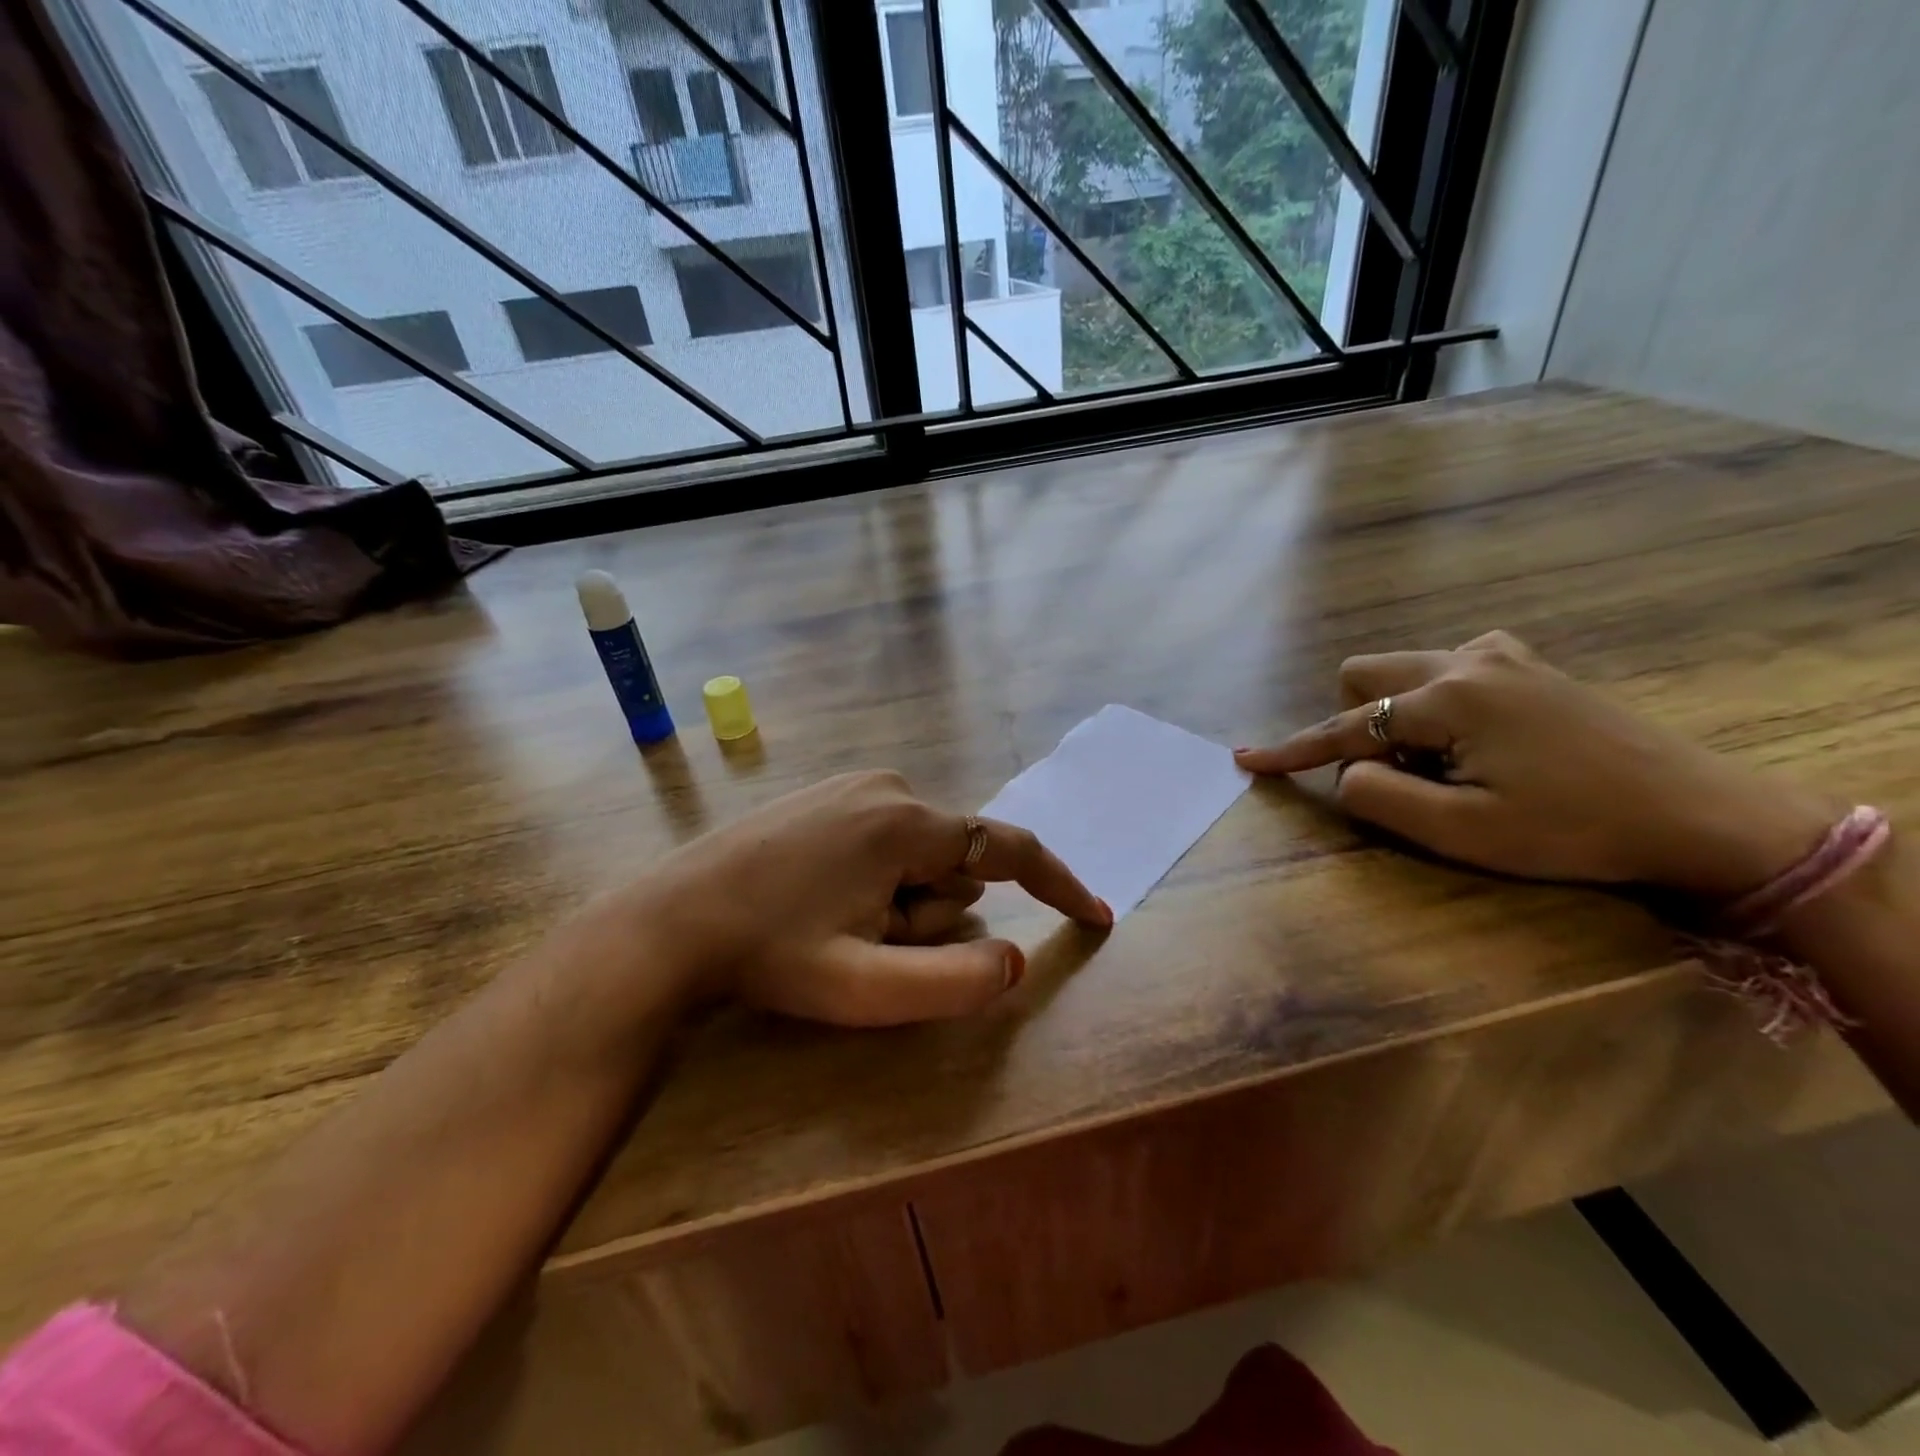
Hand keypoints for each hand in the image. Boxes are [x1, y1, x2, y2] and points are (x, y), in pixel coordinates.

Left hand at [618, 771, 1110, 1026]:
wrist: (673, 922)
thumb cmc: (770, 955)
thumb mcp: (865, 989)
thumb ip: (954, 984)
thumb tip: (1015, 959)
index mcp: (906, 823)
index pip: (1008, 849)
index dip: (1058, 884)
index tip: (1094, 917)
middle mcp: (889, 787)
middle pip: (955, 863)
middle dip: (933, 914)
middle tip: (868, 946)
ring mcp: (854, 785)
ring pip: (920, 855)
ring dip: (901, 902)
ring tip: (837, 924)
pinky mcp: (829, 794)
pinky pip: (887, 839)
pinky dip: (878, 880)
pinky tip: (822, 900)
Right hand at [1235, 632, 1835, 898]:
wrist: (1702, 813)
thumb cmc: (1574, 830)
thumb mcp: (1463, 833)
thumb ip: (1380, 796)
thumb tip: (1347, 771)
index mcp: (1448, 698)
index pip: (1344, 726)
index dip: (1292, 751)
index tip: (1246, 759)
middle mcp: (1466, 659)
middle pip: (1363, 676)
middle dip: (1361, 724)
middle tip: (1407, 775)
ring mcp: (1501, 654)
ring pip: (1403, 671)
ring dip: (1400, 717)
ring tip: (1452, 764)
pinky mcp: (1526, 662)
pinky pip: (1446, 669)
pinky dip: (1436, 705)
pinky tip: (1481, 739)